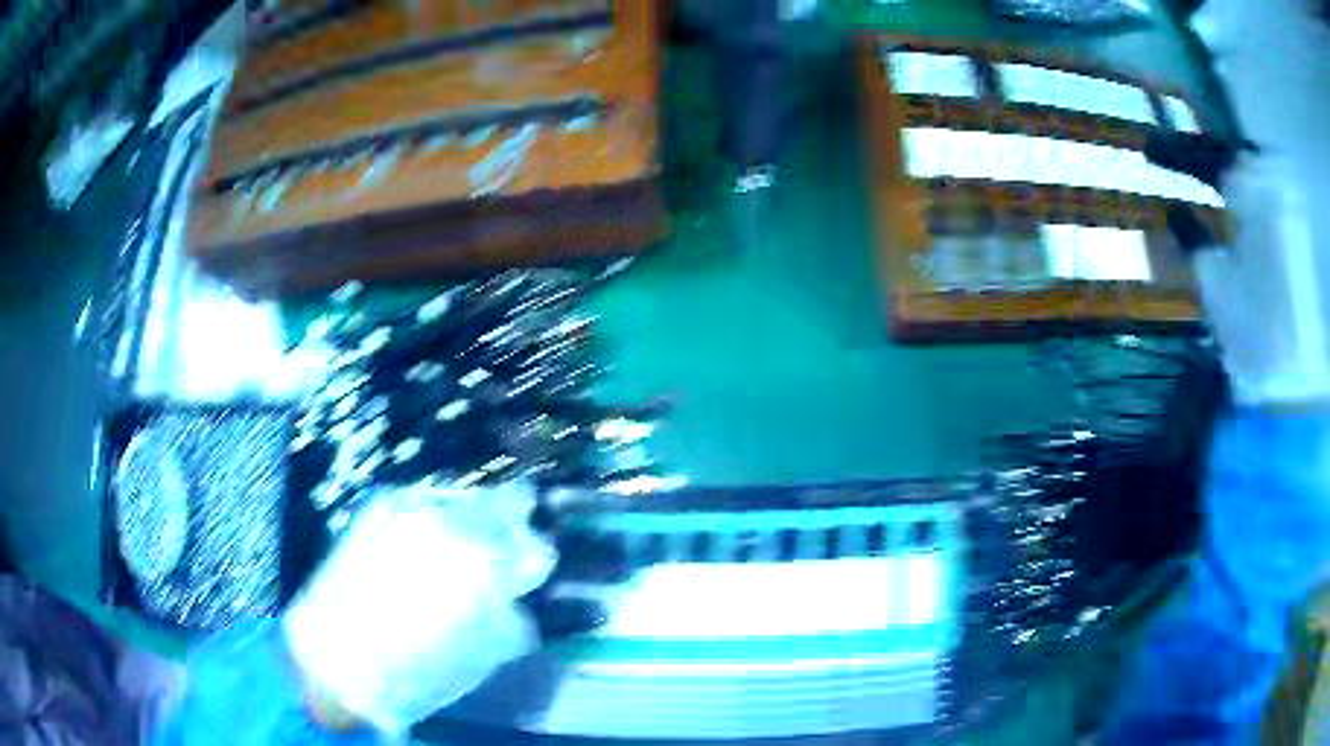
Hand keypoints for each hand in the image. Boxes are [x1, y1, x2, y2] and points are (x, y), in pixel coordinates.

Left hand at [282, 484, 556, 734]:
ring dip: (469, 520)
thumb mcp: (483, 654)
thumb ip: (511, 613)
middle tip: (501, 550)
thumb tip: (515, 594)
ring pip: (462, 499)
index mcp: (486, 563)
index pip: (536, 544)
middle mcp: (453, 523)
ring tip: (454, 551)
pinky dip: (432, 518)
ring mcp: (412, 508)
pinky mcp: (378, 507)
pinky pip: (421, 502)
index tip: (527, 573)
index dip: (535, 560)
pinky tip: (419, 547)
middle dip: (511, 523)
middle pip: (505, 501)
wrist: (334, 660)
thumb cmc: (417, 671)